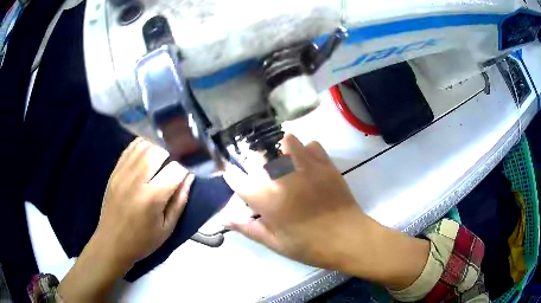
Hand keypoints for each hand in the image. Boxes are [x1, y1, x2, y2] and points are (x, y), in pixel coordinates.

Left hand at [59, 138, 193, 301]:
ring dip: (158, 146)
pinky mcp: (114, 171)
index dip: (186, 168)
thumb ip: (180, 201)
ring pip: (144, 145)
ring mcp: (122, 173)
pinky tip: (148, 152)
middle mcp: (136, 180)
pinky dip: (143, 145)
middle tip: (177, 161)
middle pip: (159, 150)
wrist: (112, 243)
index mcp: (152, 198)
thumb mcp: (168, 228)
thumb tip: (190, 177)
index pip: (176, 169)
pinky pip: (130, 148)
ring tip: (164, 156)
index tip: (189, 172)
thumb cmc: (143, 241)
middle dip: (173, 152)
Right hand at [224, 134, 428, 289]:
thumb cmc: (310, 246)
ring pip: (287, 141)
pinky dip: (306, 150)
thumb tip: (225, 219)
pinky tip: (307, 162)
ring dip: (281, 149)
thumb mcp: (276, 243)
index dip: (232, 176)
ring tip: (284, 160)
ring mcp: (306, 168)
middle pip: (260, 154)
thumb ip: (249, 229)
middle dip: (255, 158)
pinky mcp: (326, 165)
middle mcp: (283, 178)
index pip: (239, 181)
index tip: (231, 174)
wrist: (348, 238)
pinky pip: (312, 145)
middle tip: (261, 170)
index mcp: (268, 201)